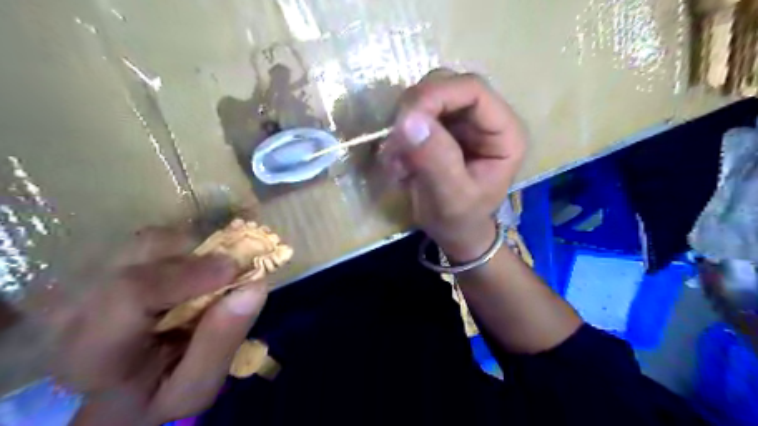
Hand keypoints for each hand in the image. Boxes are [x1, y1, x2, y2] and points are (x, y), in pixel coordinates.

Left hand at [55, 229, 265, 425]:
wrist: (122, 391)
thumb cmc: (159, 393)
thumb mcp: (196, 388)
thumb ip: (220, 343)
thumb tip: (254, 286)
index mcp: (92, 351)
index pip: (131, 293)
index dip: (189, 274)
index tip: (235, 269)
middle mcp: (74, 308)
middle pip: (140, 255)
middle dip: (197, 256)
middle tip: (234, 269)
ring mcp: (84, 283)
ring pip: (148, 240)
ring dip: (193, 249)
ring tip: (214, 274)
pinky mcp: (101, 269)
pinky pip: (152, 241)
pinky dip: (185, 247)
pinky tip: (196, 271)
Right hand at [379, 68, 527, 261]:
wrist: (454, 231)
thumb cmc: (461, 220)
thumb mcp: (451, 198)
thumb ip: (436, 161)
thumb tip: (408, 121)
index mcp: (504, 133)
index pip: (472, 90)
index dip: (435, 96)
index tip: (403, 123)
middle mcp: (485, 118)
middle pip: (445, 85)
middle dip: (414, 111)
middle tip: (394, 145)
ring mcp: (462, 120)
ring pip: (425, 97)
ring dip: (402, 126)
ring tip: (396, 163)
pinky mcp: (442, 128)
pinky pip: (413, 115)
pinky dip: (399, 137)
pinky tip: (398, 166)